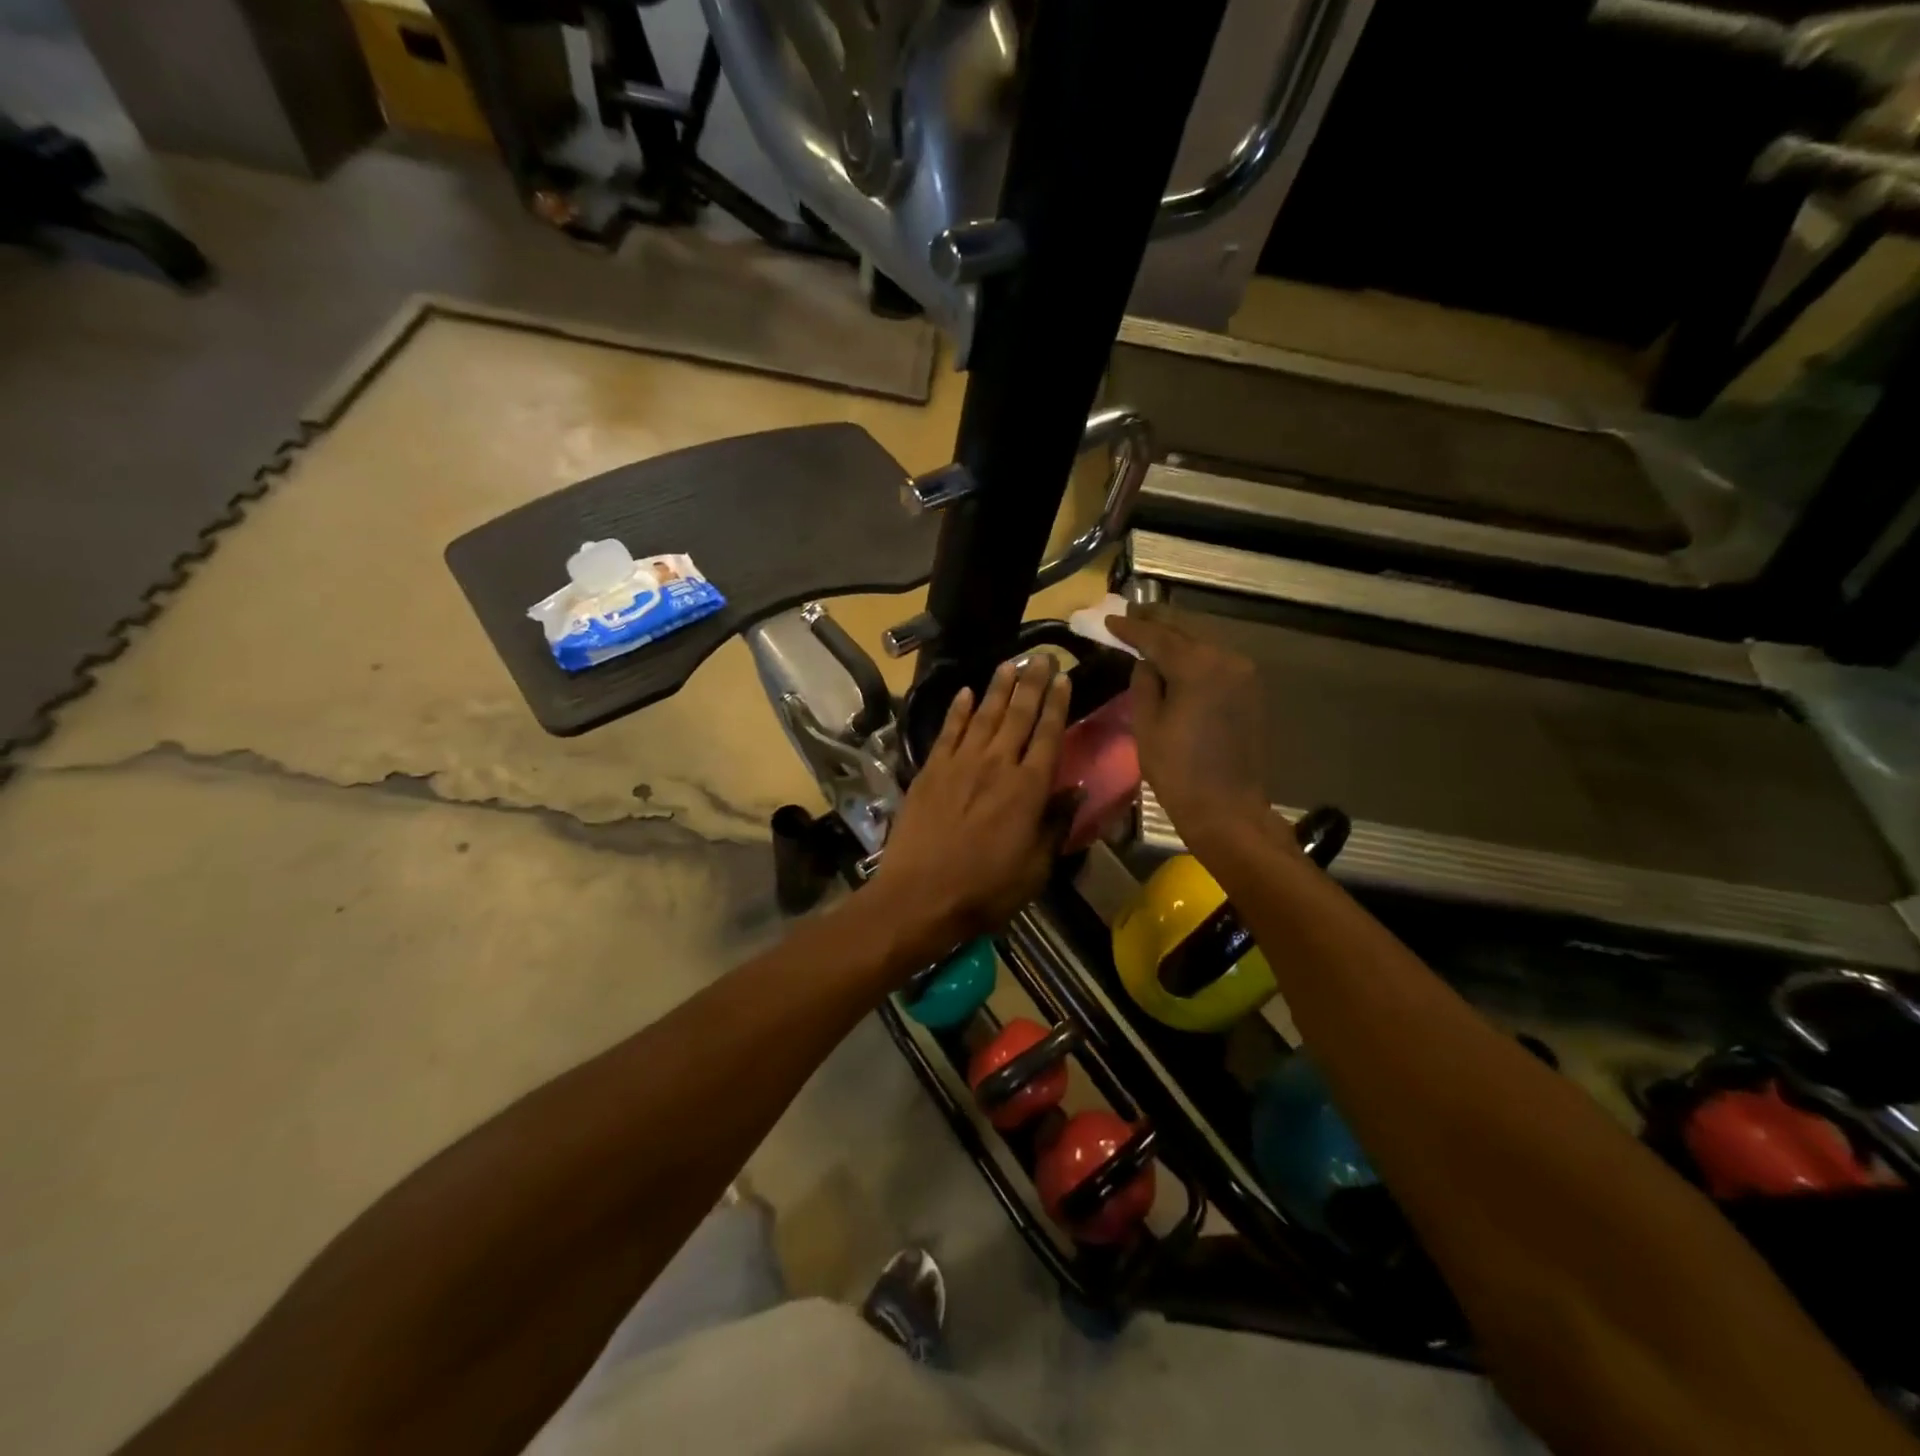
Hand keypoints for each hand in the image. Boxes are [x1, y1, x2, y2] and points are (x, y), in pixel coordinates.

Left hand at [868, 655, 1075, 963]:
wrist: (919, 895)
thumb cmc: (985, 889)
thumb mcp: (1035, 868)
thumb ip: (1056, 825)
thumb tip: (1075, 791)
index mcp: (1028, 788)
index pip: (1049, 734)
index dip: (1058, 704)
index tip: (1065, 678)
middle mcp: (997, 765)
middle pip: (1018, 715)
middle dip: (1033, 683)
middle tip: (1042, 656)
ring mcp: (960, 764)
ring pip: (984, 715)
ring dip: (998, 687)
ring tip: (1011, 663)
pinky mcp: (931, 770)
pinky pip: (948, 731)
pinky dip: (957, 710)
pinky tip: (965, 692)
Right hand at [1106, 615, 1274, 852]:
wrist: (1227, 808)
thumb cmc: (1178, 771)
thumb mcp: (1147, 726)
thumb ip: (1145, 683)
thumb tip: (1146, 662)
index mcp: (1198, 667)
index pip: (1158, 636)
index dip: (1131, 627)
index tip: (1109, 619)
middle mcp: (1227, 659)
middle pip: (1186, 630)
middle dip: (1157, 621)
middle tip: (1130, 615)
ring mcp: (1244, 673)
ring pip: (1204, 641)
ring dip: (1177, 635)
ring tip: (1150, 631)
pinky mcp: (1250, 690)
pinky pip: (1217, 659)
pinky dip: (1195, 653)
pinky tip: (1177, 656)